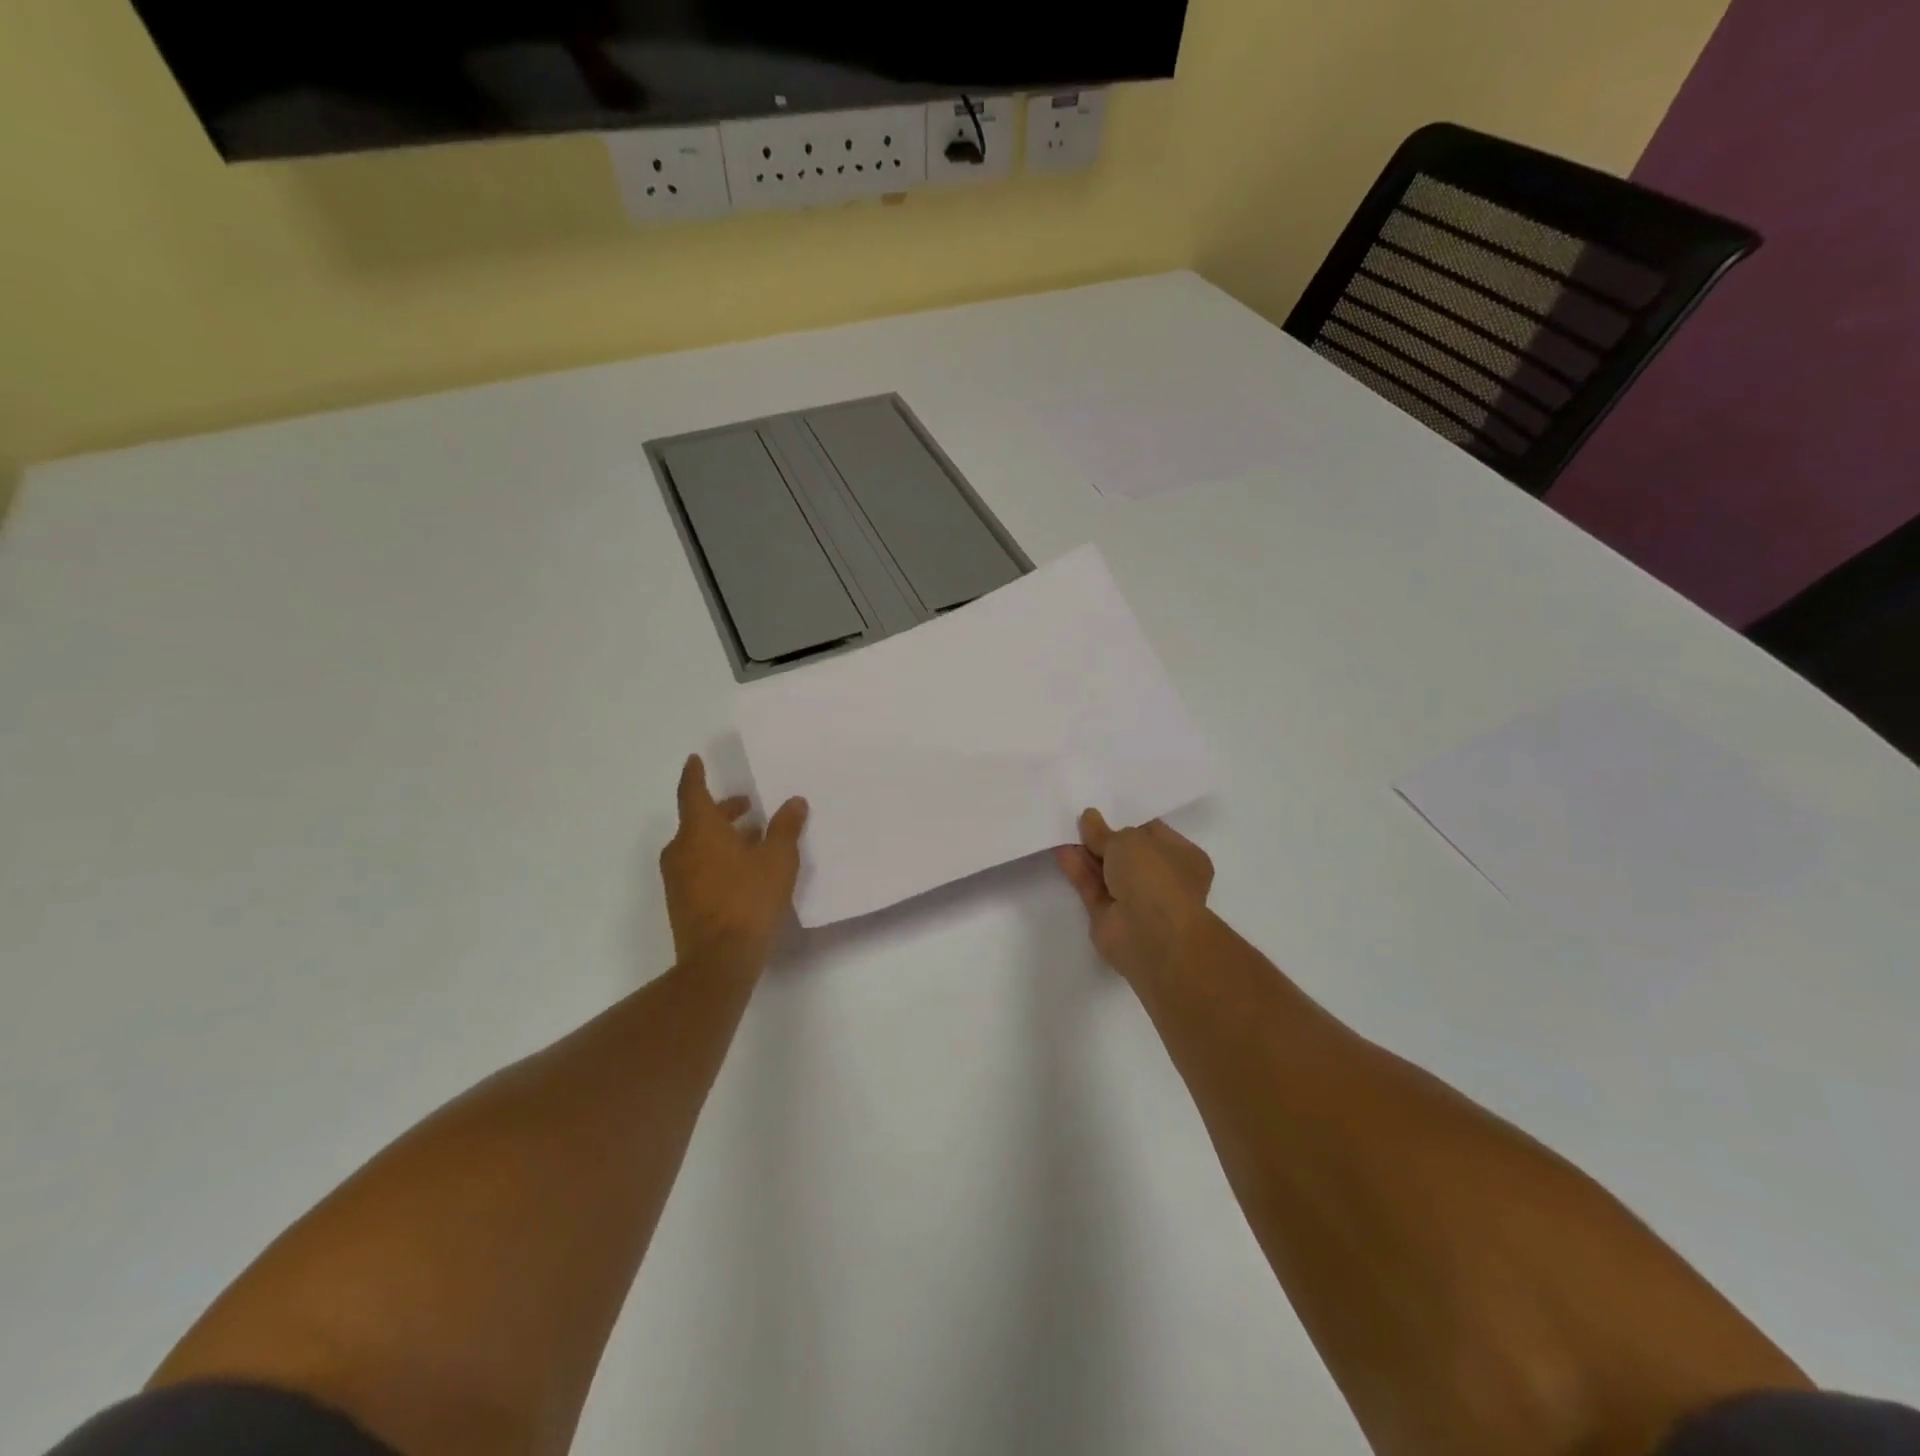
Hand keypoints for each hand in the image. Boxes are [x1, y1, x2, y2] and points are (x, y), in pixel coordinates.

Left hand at [660, 754, 808, 974]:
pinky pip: (698, 866)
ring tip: (755, 838)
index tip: (695, 759)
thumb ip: (786, 828)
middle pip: (698, 819)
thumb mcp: (778, 859)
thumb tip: (794, 802)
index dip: (694, 774)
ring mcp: (678, 878)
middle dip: (722, 810)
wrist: (719, 960)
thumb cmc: (748, 900)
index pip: (693, 792)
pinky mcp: (682, 902)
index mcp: (700, 831)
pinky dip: (717, 858)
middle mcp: (681, 850)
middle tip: (747, 805)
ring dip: (723, 836)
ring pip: (698, 844)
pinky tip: (744, 870)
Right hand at [1054, 809, 1213, 987]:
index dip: (1127, 820)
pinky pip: (1092, 887)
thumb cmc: (1153, 876)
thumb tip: (1089, 818)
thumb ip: (1104, 831)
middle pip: (1127, 853)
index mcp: (1182, 856)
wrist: (1150, 934)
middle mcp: (1162, 878)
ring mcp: (1136, 900)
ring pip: (1107, 870)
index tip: (1103, 809)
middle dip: (1104, 838)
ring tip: (1063, 830)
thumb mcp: (1127, 840)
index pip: (1152, 833)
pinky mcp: (1110, 916)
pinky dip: (1078, 870)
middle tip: (1079, 819)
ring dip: (1087, 853)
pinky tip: (1061, 851)